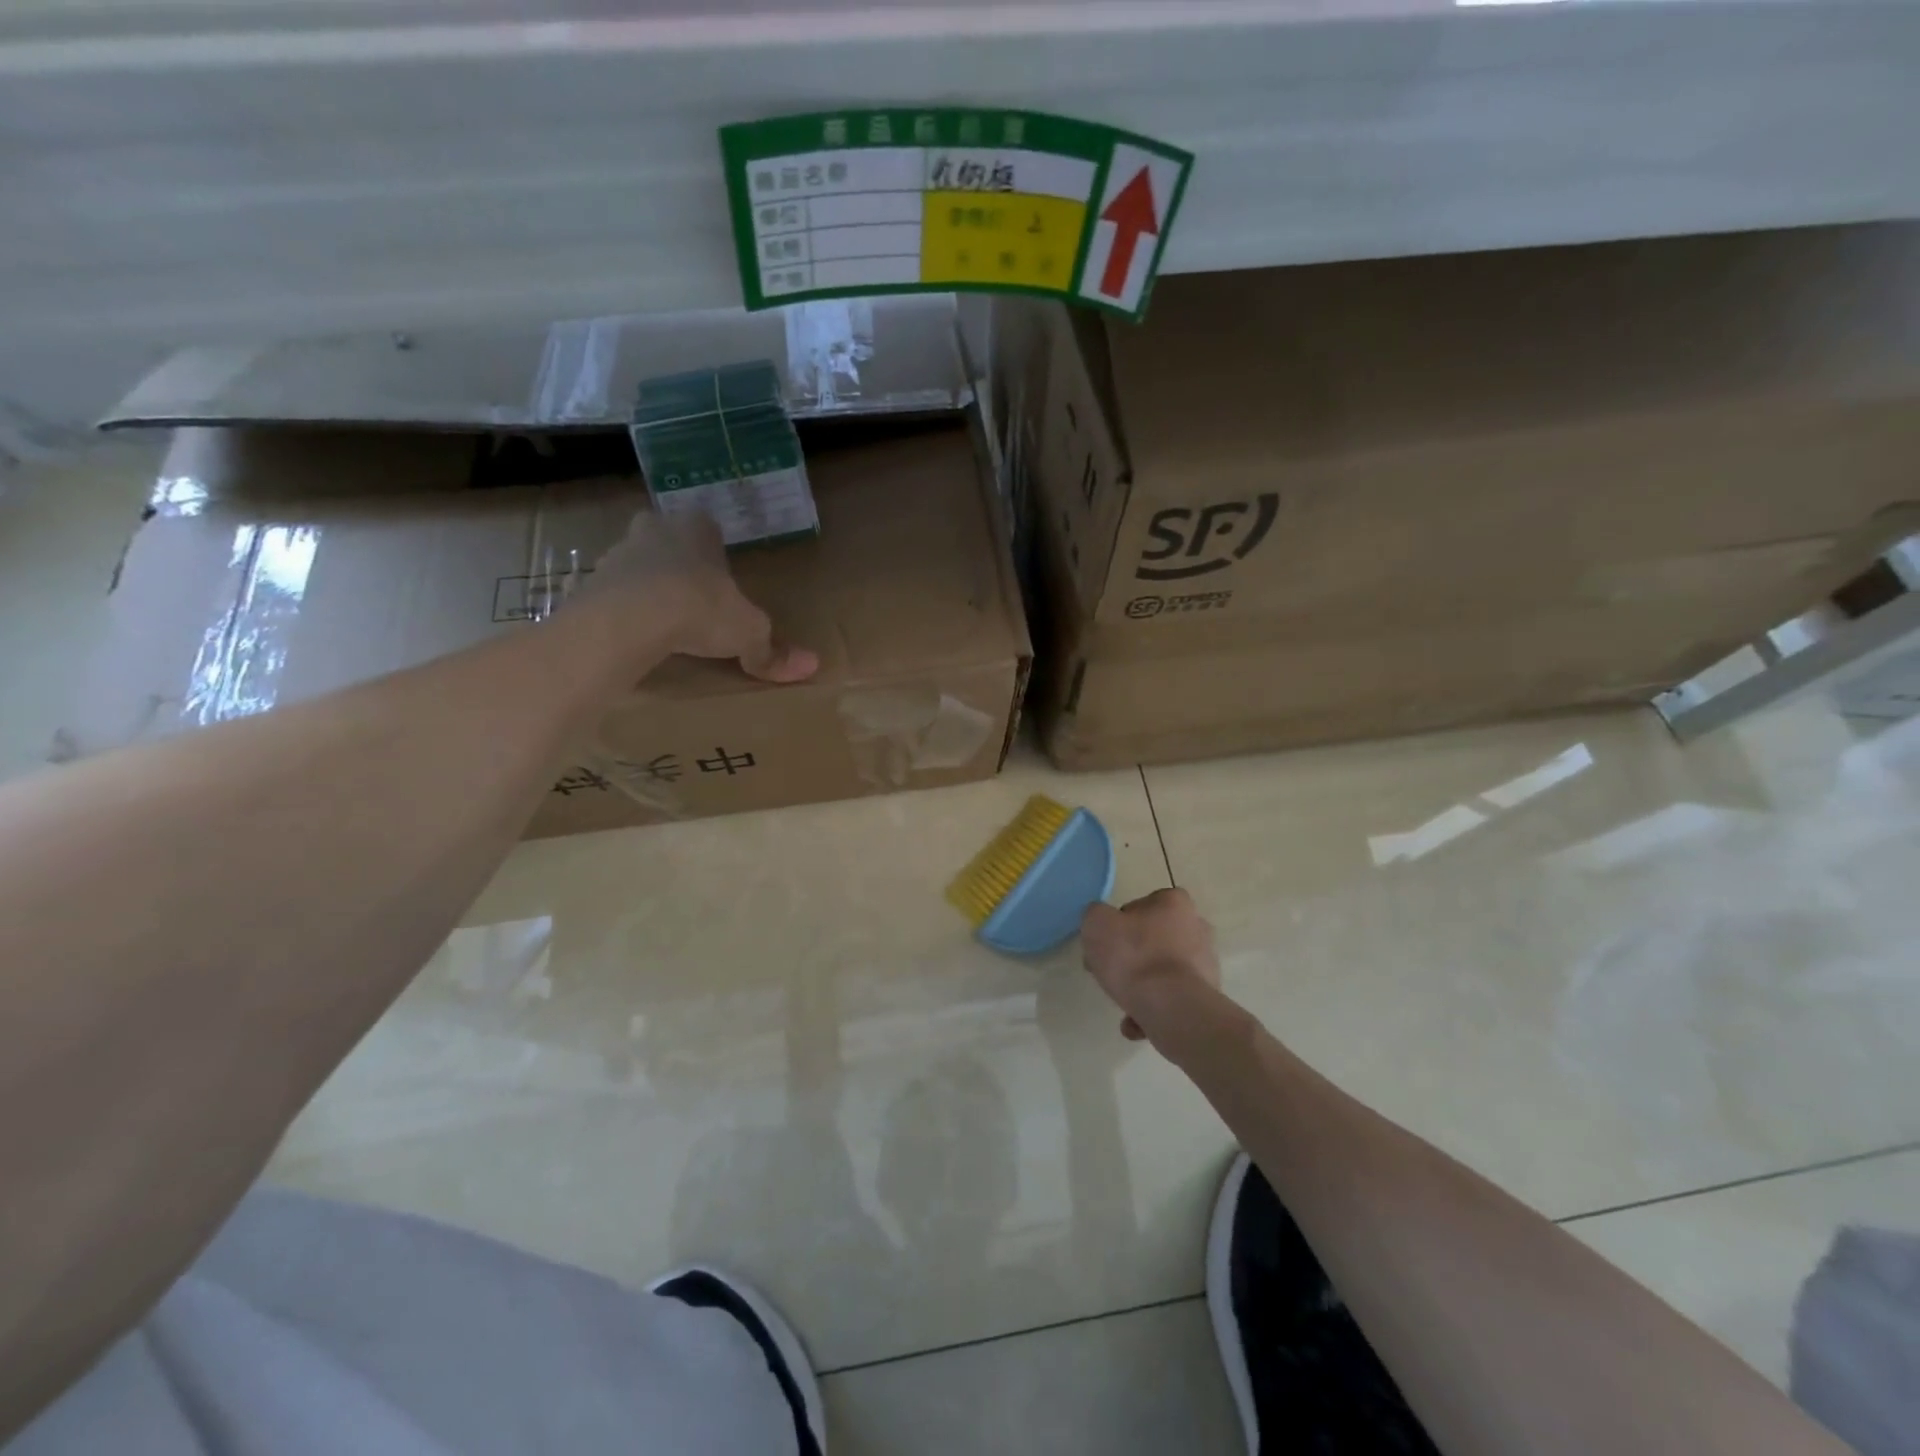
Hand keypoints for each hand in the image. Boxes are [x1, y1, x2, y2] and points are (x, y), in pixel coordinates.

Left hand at [587, 510, 817, 682]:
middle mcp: (654, 529)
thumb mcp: (748, 632)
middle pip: (668, 539)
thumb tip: (812, 666)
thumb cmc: (700, 609)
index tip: (722, 577)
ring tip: (663, 622)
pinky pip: (613, 593)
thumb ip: (772, 650)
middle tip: (693, 596)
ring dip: (648, 585)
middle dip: (678, 562)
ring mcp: (617, 553)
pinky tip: (636, 635)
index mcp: (696, 528)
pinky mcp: (590, 583)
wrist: (629, 619)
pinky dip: (623, 609)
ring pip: (637, 564)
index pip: (708, 527)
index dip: (715, 551)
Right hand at [1080, 889, 1221, 1043]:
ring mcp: (1205, 963)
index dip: (1118, 925)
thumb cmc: (1134, 957)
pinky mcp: (1207, 995)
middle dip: (1130, 958)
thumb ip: (1095, 915)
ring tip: (1122, 1005)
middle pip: (1152, 940)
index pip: (1141, 905)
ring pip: (1162, 971)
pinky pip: (1172, 998)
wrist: (1172, 1008)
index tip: (1105, 944)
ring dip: (1141, 987)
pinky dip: (1154, 1009)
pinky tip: (1135, 1024)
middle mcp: (1196, 927)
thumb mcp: (1096, 924)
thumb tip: (1103, 922)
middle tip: (1109, 973)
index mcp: (1174, 903)